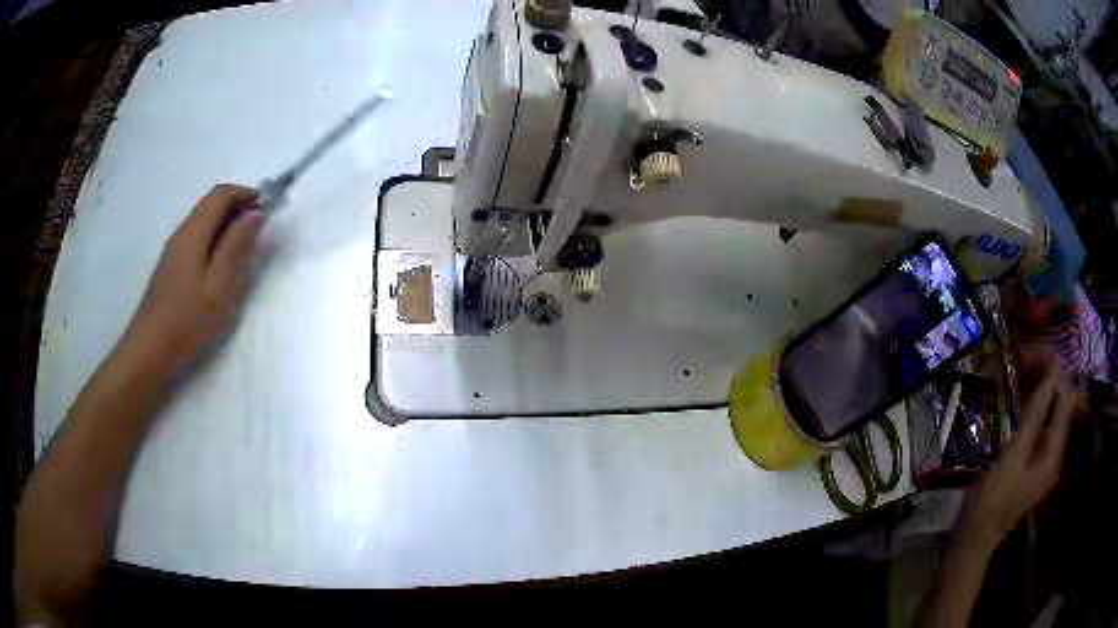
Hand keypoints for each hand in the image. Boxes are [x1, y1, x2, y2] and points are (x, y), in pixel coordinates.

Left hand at [119, 184, 262, 377]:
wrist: (150, 351)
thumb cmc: (187, 321)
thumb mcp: (220, 286)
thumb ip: (237, 247)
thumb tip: (255, 214)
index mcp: (194, 232)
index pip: (222, 194)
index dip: (247, 194)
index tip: (267, 210)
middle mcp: (182, 233)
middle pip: (211, 204)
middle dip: (238, 208)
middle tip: (258, 233)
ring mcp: (173, 251)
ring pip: (203, 222)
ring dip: (226, 226)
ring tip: (243, 253)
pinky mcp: (171, 268)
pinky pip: (197, 240)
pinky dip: (214, 241)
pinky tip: (221, 269)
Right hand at [962, 365, 1083, 546]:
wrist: (974, 538)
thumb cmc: (994, 497)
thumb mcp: (1014, 453)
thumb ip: (1037, 412)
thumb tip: (1054, 369)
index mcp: (1056, 451)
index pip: (1065, 398)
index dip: (1055, 373)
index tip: (1033, 355)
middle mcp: (1056, 454)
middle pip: (1060, 406)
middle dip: (1047, 382)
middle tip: (1024, 364)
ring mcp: (1044, 462)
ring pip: (1050, 416)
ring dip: (1039, 395)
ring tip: (1021, 377)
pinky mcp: (1032, 466)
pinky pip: (1040, 429)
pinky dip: (1033, 412)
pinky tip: (1019, 406)